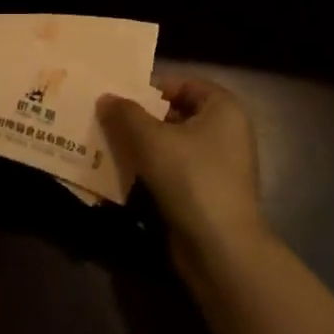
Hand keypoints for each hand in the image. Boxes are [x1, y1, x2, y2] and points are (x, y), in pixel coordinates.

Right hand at [97, 76, 264, 261]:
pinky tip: (123, 176)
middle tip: (106, 122)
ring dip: (143, 147)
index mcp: (223, 109)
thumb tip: (106, 98)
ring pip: (173, 146)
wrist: (221, 248)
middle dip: (142, 119)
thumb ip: (126, 114)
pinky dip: (152, 172)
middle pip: (177, 115)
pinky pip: (175, 172)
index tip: (119, 98)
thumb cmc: (191, 179)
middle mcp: (226, 132)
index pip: (184, 84)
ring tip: (107, 147)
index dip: (152, 88)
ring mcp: (219, 166)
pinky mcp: (208, 194)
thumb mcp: (151, 140)